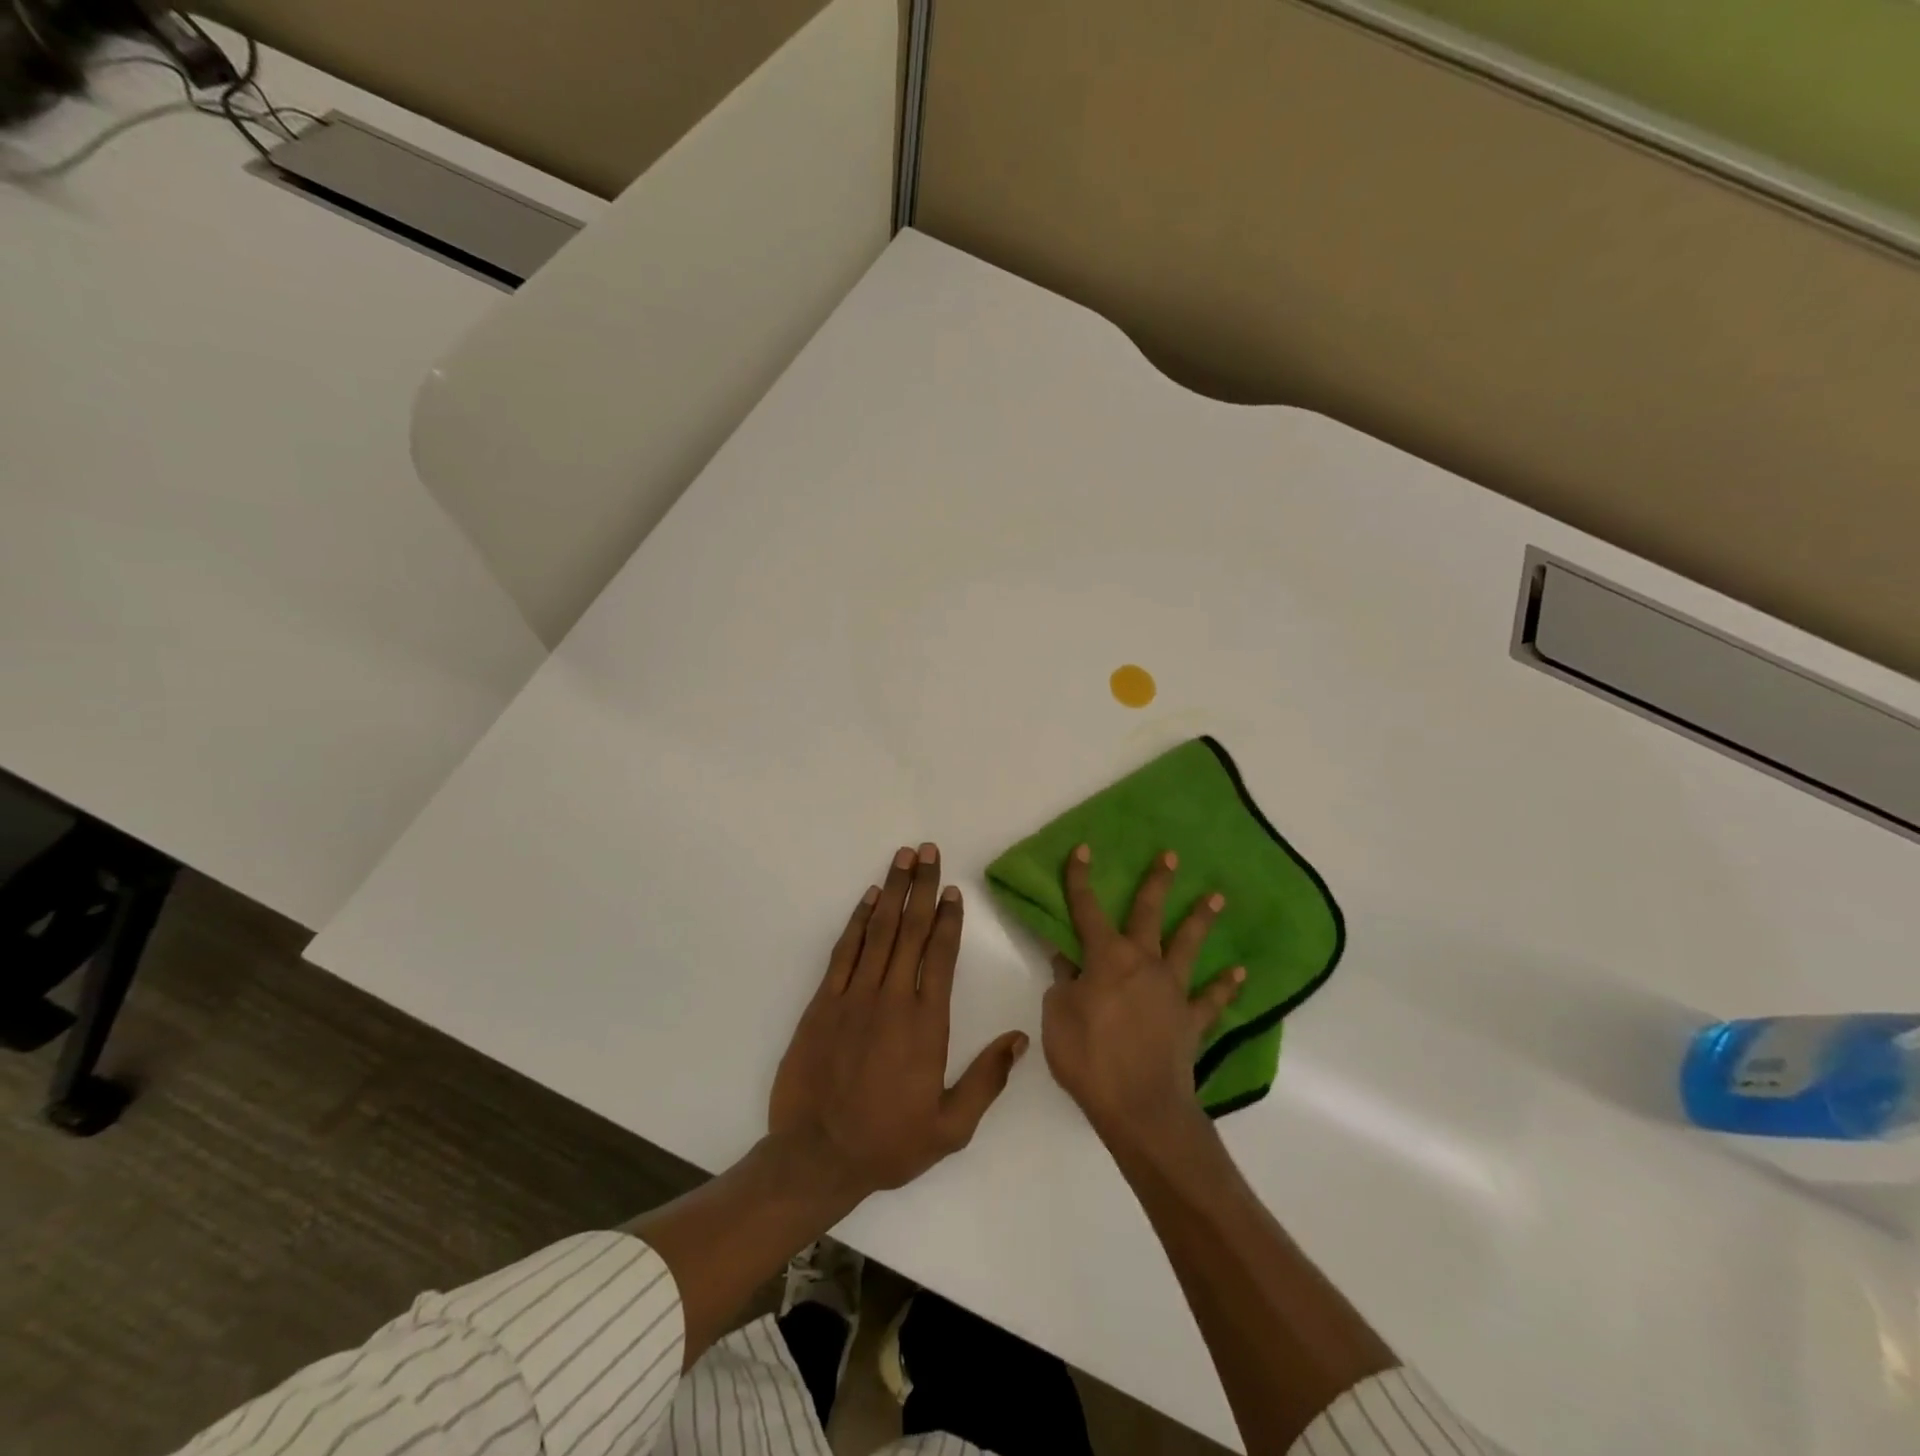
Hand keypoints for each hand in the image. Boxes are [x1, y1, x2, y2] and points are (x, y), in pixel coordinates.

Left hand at [770, 844, 1028, 1198]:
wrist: (816, 1157)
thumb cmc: (888, 1143)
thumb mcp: (950, 1127)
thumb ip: (987, 1080)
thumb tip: (1020, 1039)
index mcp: (927, 1024)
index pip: (942, 956)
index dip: (949, 919)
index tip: (953, 890)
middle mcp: (893, 999)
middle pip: (912, 930)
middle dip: (922, 887)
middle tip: (928, 850)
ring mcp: (855, 996)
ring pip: (879, 931)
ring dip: (893, 890)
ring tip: (903, 858)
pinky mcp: (824, 1002)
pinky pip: (845, 951)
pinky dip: (857, 920)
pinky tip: (868, 897)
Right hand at [1042, 845, 1244, 1146]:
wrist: (1140, 1107)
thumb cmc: (1089, 1057)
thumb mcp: (1057, 1016)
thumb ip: (1063, 982)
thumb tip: (1066, 957)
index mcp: (1106, 958)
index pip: (1087, 909)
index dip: (1080, 878)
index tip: (1083, 849)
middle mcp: (1144, 963)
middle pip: (1148, 914)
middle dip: (1157, 882)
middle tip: (1171, 855)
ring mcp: (1172, 990)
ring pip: (1188, 946)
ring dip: (1200, 919)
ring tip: (1217, 897)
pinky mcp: (1192, 1020)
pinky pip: (1212, 999)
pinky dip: (1225, 986)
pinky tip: (1239, 972)